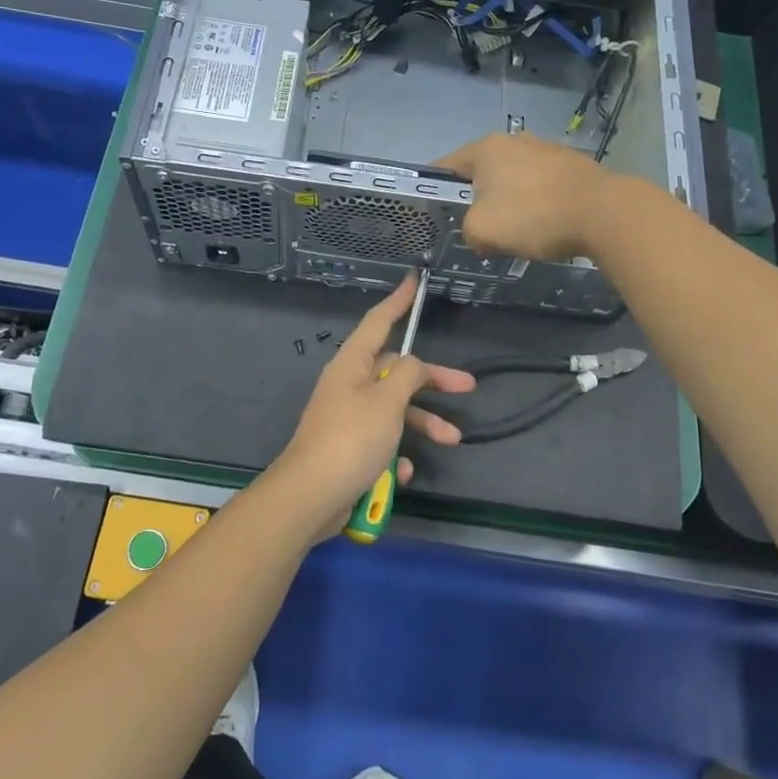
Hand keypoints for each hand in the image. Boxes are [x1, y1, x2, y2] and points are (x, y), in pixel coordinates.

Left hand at [262, 275, 475, 539]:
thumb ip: (407, 375)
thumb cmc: (351, 440)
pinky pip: (382, 442)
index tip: (414, 281)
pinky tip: (404, 472)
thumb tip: (413, 363)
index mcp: (352, 365)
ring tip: (452, 440)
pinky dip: (397, 454)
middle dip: (431, 381)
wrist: (310, 497)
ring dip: (423, 424)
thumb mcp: (387, 402)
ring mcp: (349, 418)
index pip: (378, 322)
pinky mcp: (350, 449)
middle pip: (396, 371)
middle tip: (467, 387)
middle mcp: (349, 385)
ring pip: (394, 411)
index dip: (398, 301)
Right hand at [436, 133, 611, 261]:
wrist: (603, 213)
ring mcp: (548, 149)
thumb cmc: (533, 216)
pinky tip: (544, 224)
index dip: (435, 189)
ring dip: (510, 199)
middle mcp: (516, 140)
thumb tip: (481, 235)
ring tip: (514, 229)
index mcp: (487, 149)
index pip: (446, 165)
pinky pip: (542, 185)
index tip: (434, 211)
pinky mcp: (574, 165)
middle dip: (476, 196)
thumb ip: (469, 232)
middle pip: (482, 171)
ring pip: (514, 177)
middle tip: (476, 225)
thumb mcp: (482, 231)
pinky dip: (537, 202)